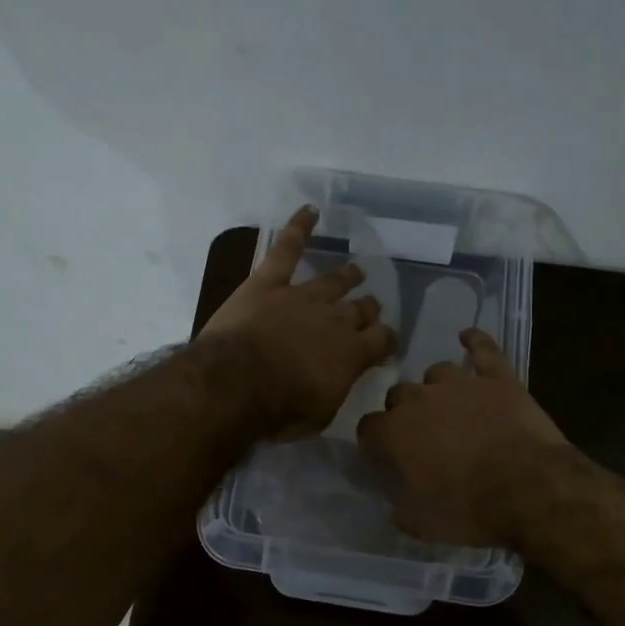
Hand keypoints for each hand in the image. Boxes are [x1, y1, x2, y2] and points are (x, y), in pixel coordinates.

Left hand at [200, 206, 398, 436]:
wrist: (238, 383)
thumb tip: (340, 379)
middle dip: (367, 308)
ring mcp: (302, 295)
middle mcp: (335, 319)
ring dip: (346, 276)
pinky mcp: (268, 282)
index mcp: (352, 353)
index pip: (383, 339)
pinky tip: (310, 210)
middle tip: (370, 307)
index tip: (385, 341)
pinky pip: (287, 248)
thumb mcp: (320, 414)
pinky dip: (298, 227)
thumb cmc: (280, 409)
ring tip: (356, 271)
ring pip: (333, 280)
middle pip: (360, 308)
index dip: (386, 338)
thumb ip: (335, 390)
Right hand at [357, 328, 570, 547]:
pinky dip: (474, 342)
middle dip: (403, 411)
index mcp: (395, 432)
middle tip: (420, 434)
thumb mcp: (420, 522)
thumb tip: (393, 499)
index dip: (374, 441)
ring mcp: (460, 383)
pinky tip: (468, 337)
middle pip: (398, 394)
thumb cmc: (468, 508)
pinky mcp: (498, 378)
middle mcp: (420, 399)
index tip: (383, 454)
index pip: (368, 427)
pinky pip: (483, 349)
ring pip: (436, 372)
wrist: (529, 489)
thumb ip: (398, 504)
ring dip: (436, 387)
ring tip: (448, 404)